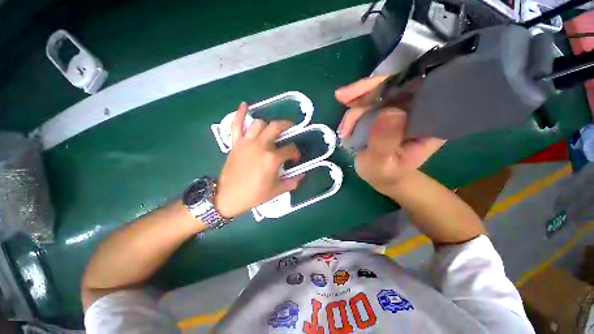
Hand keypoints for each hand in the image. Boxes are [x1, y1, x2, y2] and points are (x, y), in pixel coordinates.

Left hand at [214, 102, 303, 217]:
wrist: (228, 196)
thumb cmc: (254, 194)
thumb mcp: (277, 191)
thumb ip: (292, 182)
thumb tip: (302, 175)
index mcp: (272, 158)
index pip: (290, 149)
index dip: (296, 153)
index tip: (295, 158)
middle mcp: (261, 145)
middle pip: (277, 127)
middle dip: (287, 126)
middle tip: (291, 129)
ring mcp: (247, 142)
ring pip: (259, 123)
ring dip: (268, 124)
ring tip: (272, 129)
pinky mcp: (236, 143)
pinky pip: (236, 124)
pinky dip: (240, 114)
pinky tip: (245, 105)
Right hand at [335, 76, 445, 194]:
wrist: (381, 176)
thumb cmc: (384, 173)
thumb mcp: (381, 164)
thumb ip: (384, 143)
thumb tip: (390, 111)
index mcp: (430, 122)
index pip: (417, 90)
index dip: (390, 85)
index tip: (363, 94)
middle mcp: (418, 109)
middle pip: (394, 85)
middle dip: (365, 92)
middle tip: (341, 97)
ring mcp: (401, 107)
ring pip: (378, 93)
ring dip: (356, 108)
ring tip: (344, 132)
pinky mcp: (386, 110)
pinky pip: (369, 102)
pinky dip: (354, 111)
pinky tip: (346, 127)